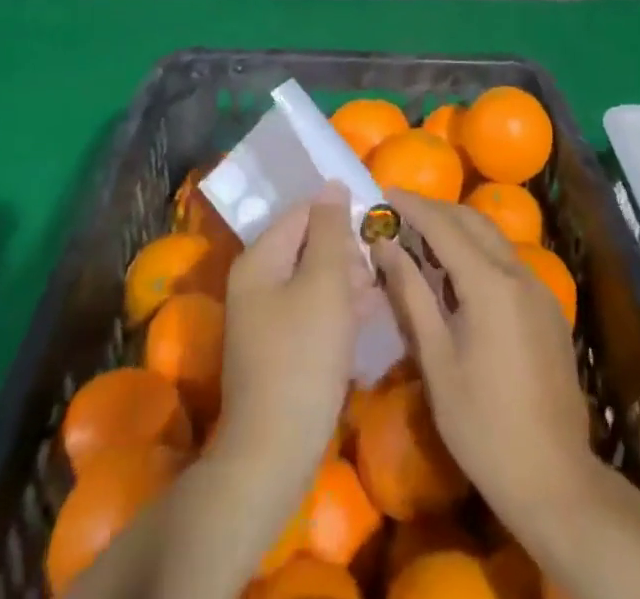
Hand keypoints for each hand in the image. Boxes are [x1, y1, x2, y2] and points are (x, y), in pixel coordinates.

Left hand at [217, 184, 368, 484]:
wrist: (274, 453)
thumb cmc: (302, 356)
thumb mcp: (324, 284)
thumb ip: (330, 230)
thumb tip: (332, 185)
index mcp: (260, 259)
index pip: (303, 213)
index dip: (339, 214)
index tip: (376, 225)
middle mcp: (257, 282)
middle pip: (308, 245)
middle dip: (346, 250)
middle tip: (381, 265)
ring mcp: (267, 318)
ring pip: (314, 280)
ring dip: (348, 281)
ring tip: (382, 290)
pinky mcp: (281, 349)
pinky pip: (314, 312)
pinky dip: (340, 310)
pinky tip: (371, 317)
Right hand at [369, 191, 592, 519]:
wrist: (554, 479)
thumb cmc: (483, 425)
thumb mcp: (436, 360)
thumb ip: (411, 294)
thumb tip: (385, 244)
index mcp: (490, 283)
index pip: (444, 225)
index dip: (413, 206)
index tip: (384, 193)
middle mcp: (519, 274)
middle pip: (473, 222)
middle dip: (436, 210)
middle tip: (400, 212)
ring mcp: (540, 290)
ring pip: (494, 239)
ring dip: (459, 228)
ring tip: (423, 236)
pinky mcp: (548, 309)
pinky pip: (509, 262)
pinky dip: (479, 252)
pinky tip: (459, 273)